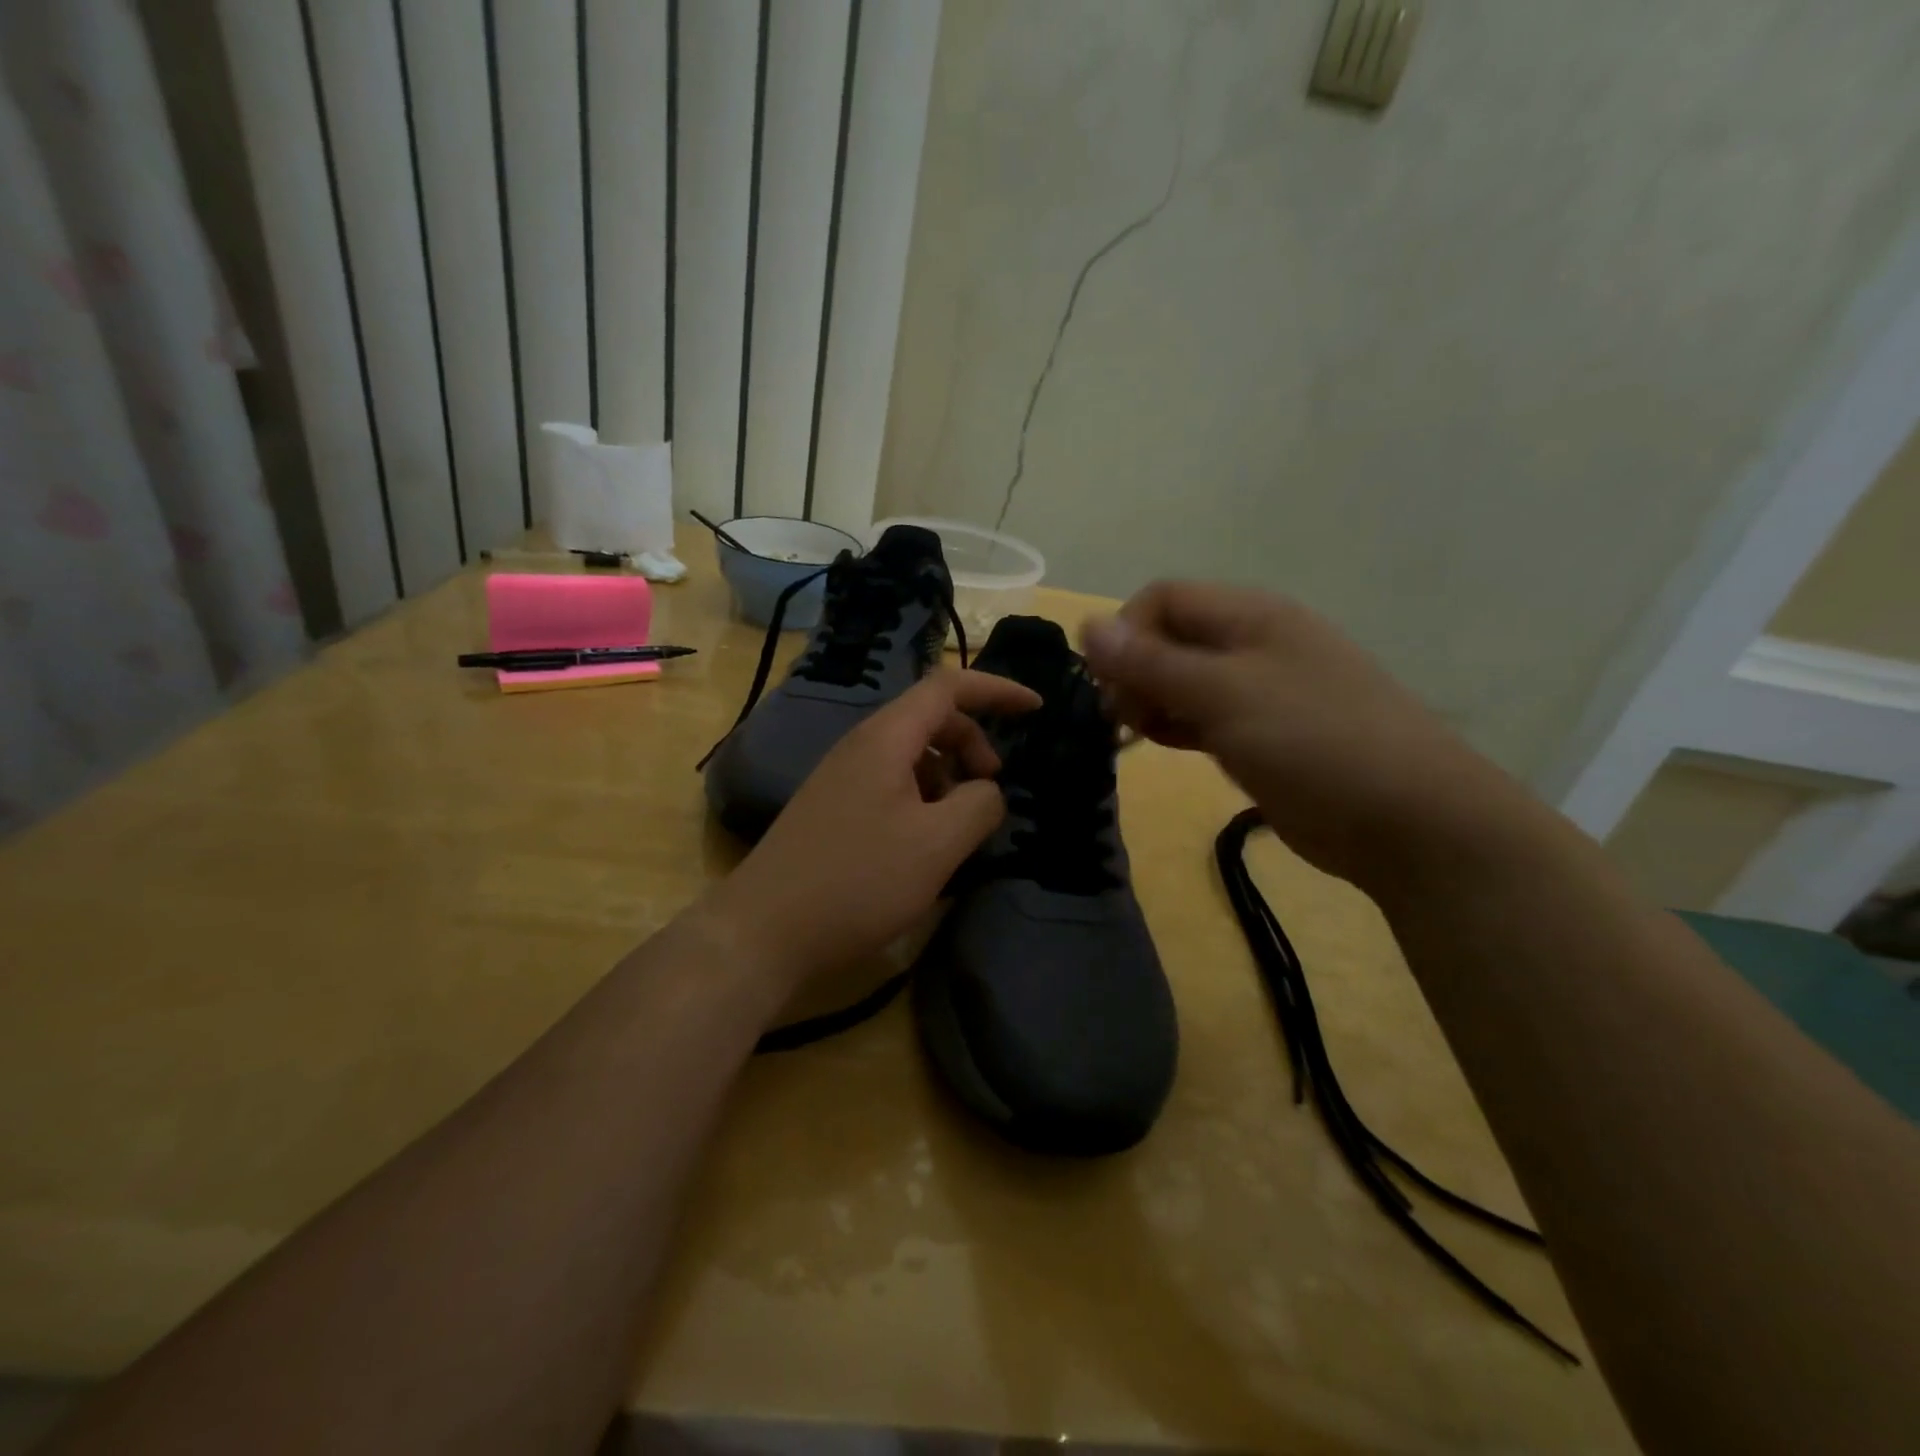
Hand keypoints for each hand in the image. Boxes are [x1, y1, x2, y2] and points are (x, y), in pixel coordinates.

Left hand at [705, 669, 1041, 989]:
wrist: (764, 931)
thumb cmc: (857, 882)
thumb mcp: (937, 845)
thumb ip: (979, 805)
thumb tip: (987, 791)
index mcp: (885, 739)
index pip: (948, 687)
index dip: (996, 690)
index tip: (1036, 709)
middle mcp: (860, 746)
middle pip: (930, 719)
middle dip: (973, 743)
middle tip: (992, 789)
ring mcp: (842, 778)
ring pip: (911, 756)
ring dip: (948, 776)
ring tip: (959, 827)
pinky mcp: (834, 809)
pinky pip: (891, 784)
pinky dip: (923, 799)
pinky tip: (925, 845)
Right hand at [1082, 581, 1527, 890]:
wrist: (1407, 821)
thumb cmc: (1314, 742)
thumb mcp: (1225, 694)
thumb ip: (1152, 662)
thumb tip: (1087, 624)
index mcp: (1251, 616)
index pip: (1164, 598)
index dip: (1126, 632)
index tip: (1105, 682)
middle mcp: (1252, 643)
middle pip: (1170, 638)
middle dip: (1134, 670)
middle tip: (1121, 716)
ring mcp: (1258, 691)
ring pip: (1182, 680)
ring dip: (1150, 701)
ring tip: (1138, 735)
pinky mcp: (1260, 734)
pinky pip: (1201, 716)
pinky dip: (1174, 725)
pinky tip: (1162, 745)